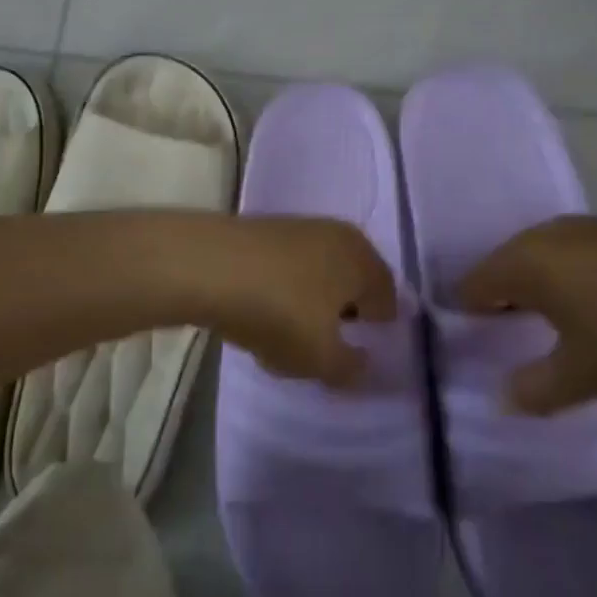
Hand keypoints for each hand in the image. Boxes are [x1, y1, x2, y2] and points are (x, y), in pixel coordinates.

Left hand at [199, 216, 398, 387]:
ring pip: (318, 272)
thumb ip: (350, 368)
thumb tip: (364, 364)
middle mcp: (337, 235)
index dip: (380, 326)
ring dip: (313, 302)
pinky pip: (288, 268)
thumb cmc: (280, 311)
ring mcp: (298, 228)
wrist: (209, 266)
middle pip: (352, 280)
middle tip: (331, 345)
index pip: (387, 294)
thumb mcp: (321, 357)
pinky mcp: (264, 231)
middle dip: (346, 312)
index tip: (365, 351)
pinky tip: (264, 313)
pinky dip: (285, 290)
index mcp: (362, 258)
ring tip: (293, 335)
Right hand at [456, 216, 596, 412]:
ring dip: (543, 293)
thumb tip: (503, 398)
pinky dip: (574, 281)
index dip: (470, 319)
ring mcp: (582, 226)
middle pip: (505, 269)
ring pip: (543, 261)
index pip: (472, 286)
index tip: (482, 350)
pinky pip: (575, 256)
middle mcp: (542, 234)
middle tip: (520, 346)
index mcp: (521, 261)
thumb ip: (535, 389)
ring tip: (563, 333)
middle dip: (507, 305)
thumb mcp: (583, 374)